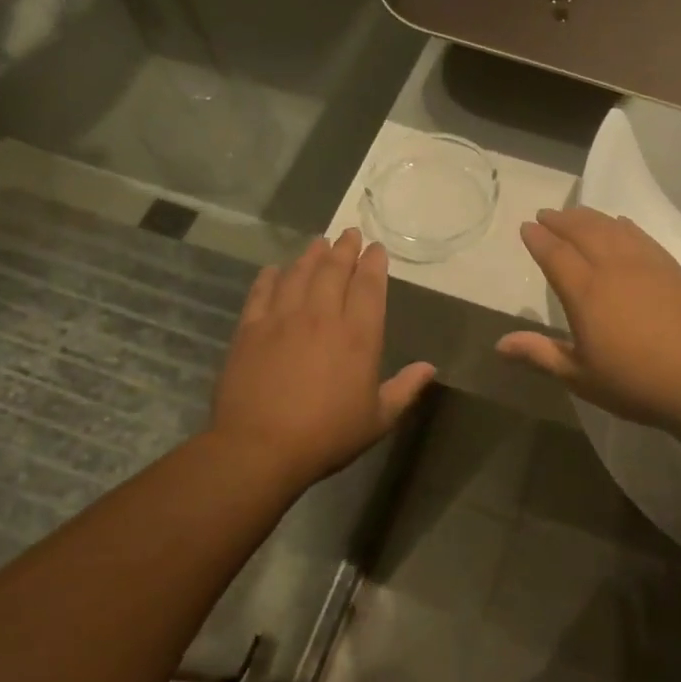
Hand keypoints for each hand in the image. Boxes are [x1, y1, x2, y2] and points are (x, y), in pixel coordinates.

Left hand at [213, 230, 435, 489]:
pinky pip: (261, 293)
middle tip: (349, 233)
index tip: (376, 248)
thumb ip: (404, 389)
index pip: (369, 287)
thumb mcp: (378, 419)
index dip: (374, 263)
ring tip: (318, 243)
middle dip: (344, 249)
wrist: (260, 448)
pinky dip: (270, 277)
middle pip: (334, 270)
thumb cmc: (327, 436)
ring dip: (311, 255)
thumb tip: (430, 368)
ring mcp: (282, 319)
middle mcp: (322, 317)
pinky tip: (274, 270)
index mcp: (358, 336)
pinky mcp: (250, 329)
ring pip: (299, 274)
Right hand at [496, 208, 680, 433]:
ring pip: (612, 227)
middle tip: (546, 215)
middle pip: (582, 231)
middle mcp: (613, 268)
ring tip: (575, 214)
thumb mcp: (580, 376)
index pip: (554, 254)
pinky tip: (619, 224)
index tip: (527, 227)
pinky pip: (641, 235)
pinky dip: (623, 224)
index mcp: (585, 293)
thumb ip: (540, 353)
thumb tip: (499, 344)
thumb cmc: (634, 383)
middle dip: (560, 220)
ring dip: (589, 216)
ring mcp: (646, 264)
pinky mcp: (672, 268)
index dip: (538, 238)